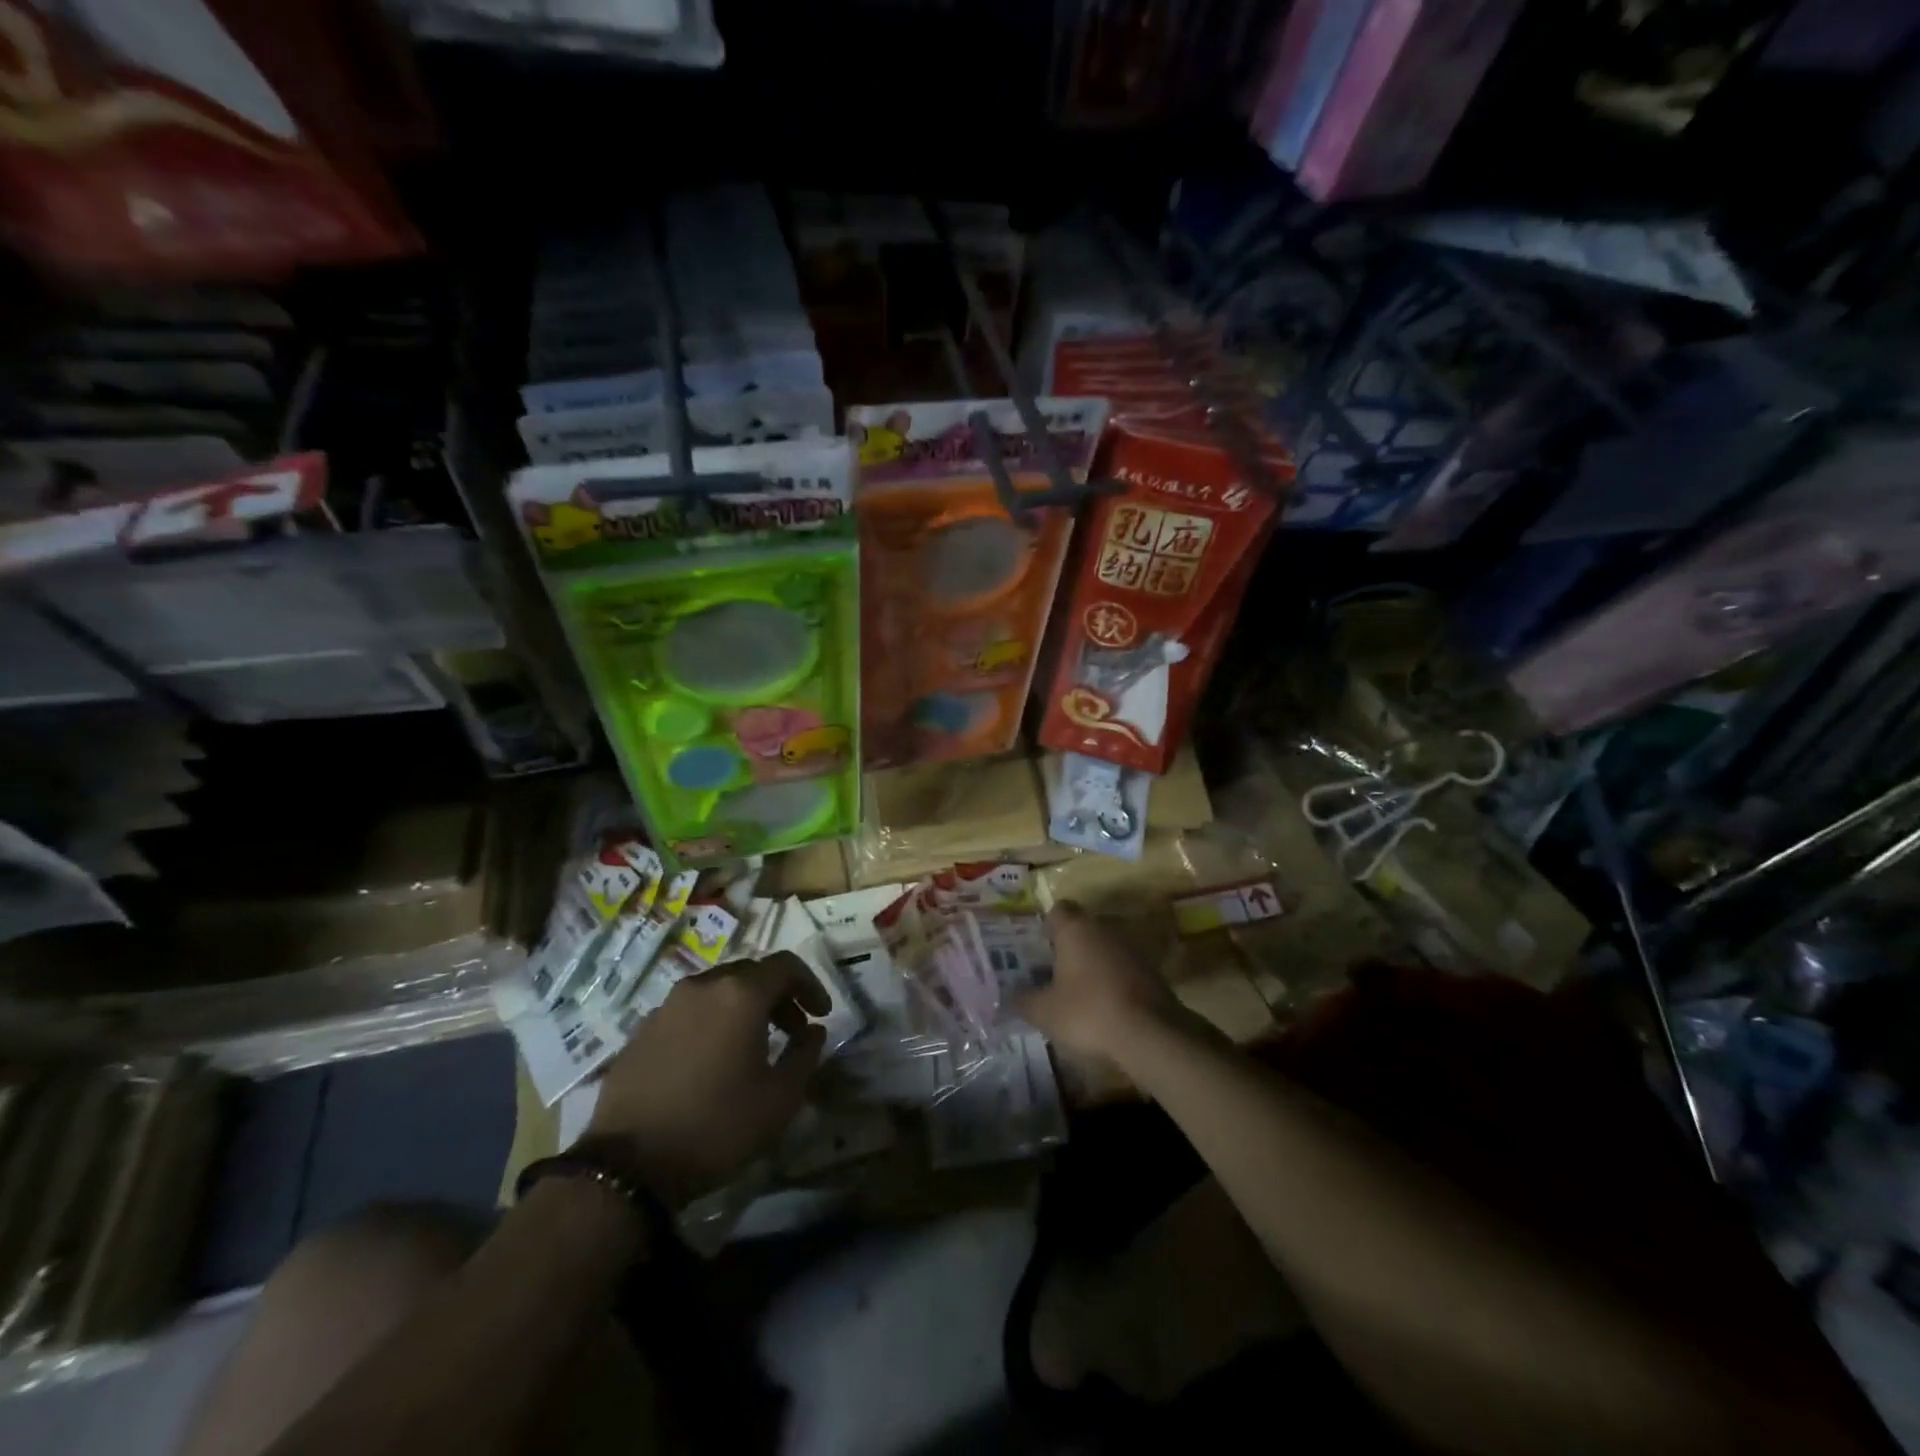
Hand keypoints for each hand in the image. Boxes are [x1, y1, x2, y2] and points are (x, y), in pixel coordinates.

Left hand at [585, 953, 828, 1205]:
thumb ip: (805, 1054)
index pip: (786, 966)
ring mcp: (667, 1006)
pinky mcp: (642, 1030)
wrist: (628, 1166)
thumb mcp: (780, 1098)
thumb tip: (813, 1030)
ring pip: (717, 990)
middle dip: (778, 996)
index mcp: (740, 994)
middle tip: (792, 1031)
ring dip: (743, 1008)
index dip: (811, 984)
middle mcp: (703, 986)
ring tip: (752, 1047)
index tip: (821, 1014)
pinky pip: (689, 1012)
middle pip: (751, 974)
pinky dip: (711, 1022)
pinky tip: (712, 1061)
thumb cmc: (717, 1126)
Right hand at [1017, 901, 1188, 1062]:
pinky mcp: (1152, 970)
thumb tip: (1008, 996)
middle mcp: (1104, 928)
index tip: (1039, 947)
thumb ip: (1023, 1000)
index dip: (1048, 925)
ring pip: (1104, 947)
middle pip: (1083, 928)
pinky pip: (1123, 967)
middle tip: (1053, 971)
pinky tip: (1105, 1006)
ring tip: (1078, 992)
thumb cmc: (1088, 1012)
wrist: (1150, 1034)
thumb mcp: (1045, 1012)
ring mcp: (1131, 948)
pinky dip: (1113, 980)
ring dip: (1093, 963)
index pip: (1059, 910)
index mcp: (1076, 929)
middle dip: (1069, 946)